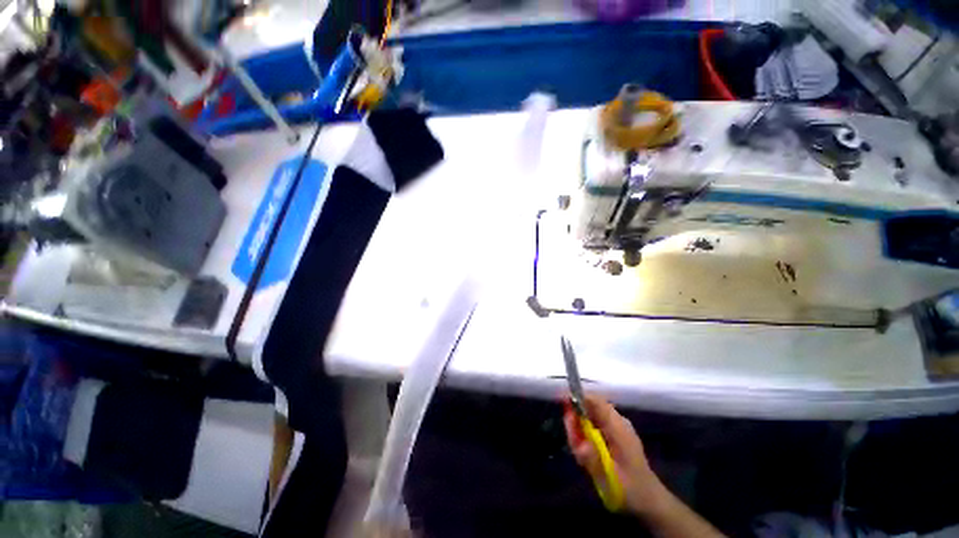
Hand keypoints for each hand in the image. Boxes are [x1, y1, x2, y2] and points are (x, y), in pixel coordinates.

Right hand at [563, 393, 666, 516]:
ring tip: (580, 453)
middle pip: (590, 407)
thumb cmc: (630, 489)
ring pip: (591, 416)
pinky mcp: (616, 435)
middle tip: (572, 439)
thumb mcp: (609, 478)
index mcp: (618, 427)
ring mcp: (618, 427)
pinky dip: (586, 435)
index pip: (595, 401)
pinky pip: (595, 425)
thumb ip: (593, 459)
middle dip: (576, 418)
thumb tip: (579, 444)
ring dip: (580, 429)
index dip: (577, 397)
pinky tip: (587, 454)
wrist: (651, 502)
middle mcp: (618, 422)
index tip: (561, 401)